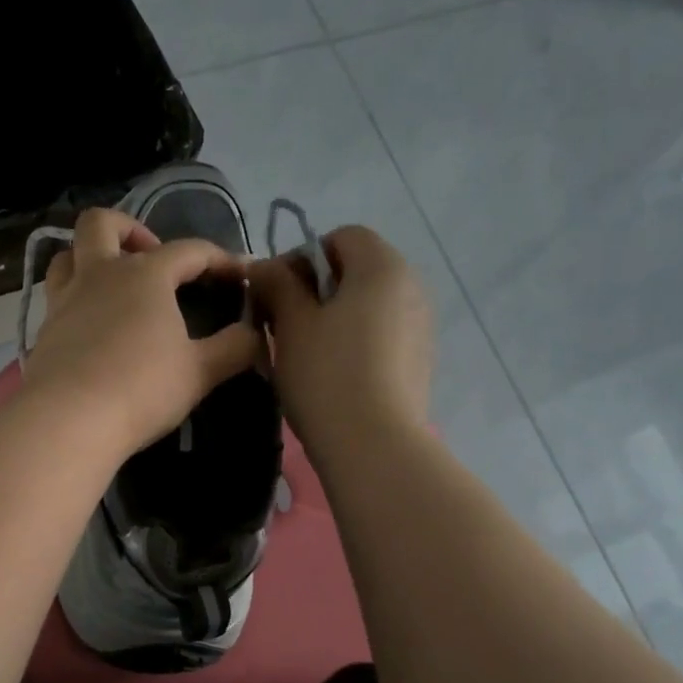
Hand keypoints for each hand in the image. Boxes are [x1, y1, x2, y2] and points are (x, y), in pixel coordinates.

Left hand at [22, 208, 263, 457]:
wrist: (68, 420)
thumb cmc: (141, 389)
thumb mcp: (200, 372)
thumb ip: (234, 349)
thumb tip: (255, 334)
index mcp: (145, 275)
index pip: (189, 250)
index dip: (219, 259)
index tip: (240, 275)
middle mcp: (99, 275)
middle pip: (102, 224)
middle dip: (130, 229)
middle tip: (150, 258)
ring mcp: (64, 301)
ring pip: (66, 255)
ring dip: (88, 257)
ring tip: (111, 285)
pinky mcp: (43, 331)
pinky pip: (55, 299)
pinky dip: (74, 301)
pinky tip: (90, 329)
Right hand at [247, 226, 432, 455]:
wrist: (373, 445)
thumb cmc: (326, 375)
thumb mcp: (292, 324)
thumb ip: (277, 285)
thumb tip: (262, 266)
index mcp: (382, 267)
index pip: (341, 237)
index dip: (301, 257)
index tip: (273, 293)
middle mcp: (411, 287)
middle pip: (357, 271)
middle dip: (315, 290)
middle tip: (282, 324)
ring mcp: (420, 326)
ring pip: (368, 306)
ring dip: (333, 318)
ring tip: (303, 353)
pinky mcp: (419, 361)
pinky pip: (381, 335)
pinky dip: (354, 342)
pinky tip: (333, 375)